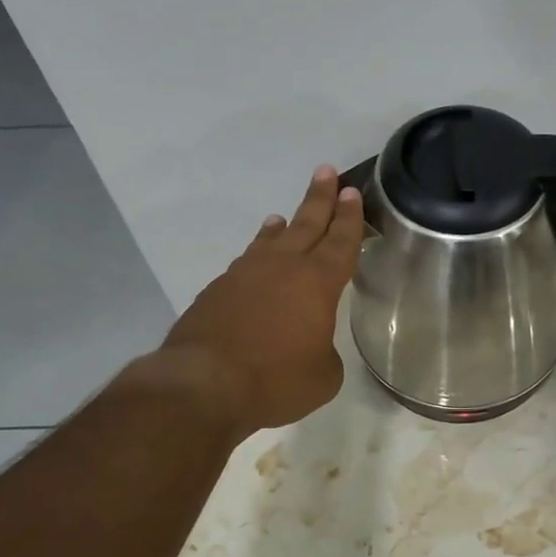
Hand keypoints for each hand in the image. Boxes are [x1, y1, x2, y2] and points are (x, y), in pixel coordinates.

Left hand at [150, 166, 364, 437]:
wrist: (204, 383)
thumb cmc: (275, 380)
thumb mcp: (323, 377)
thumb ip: (325, 353)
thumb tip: (312, 346)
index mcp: (318, 283)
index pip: (341, 241)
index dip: (349, 218)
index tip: (351, 193)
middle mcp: (282, 268)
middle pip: (306, 224)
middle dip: (320, 199)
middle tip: (327, 173)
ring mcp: (245, 275)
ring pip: (270, 242)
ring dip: (282, 227)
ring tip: (283, 217)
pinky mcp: (217, 291)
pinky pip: (246, 264)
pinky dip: (255, 256)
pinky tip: (253, 264)